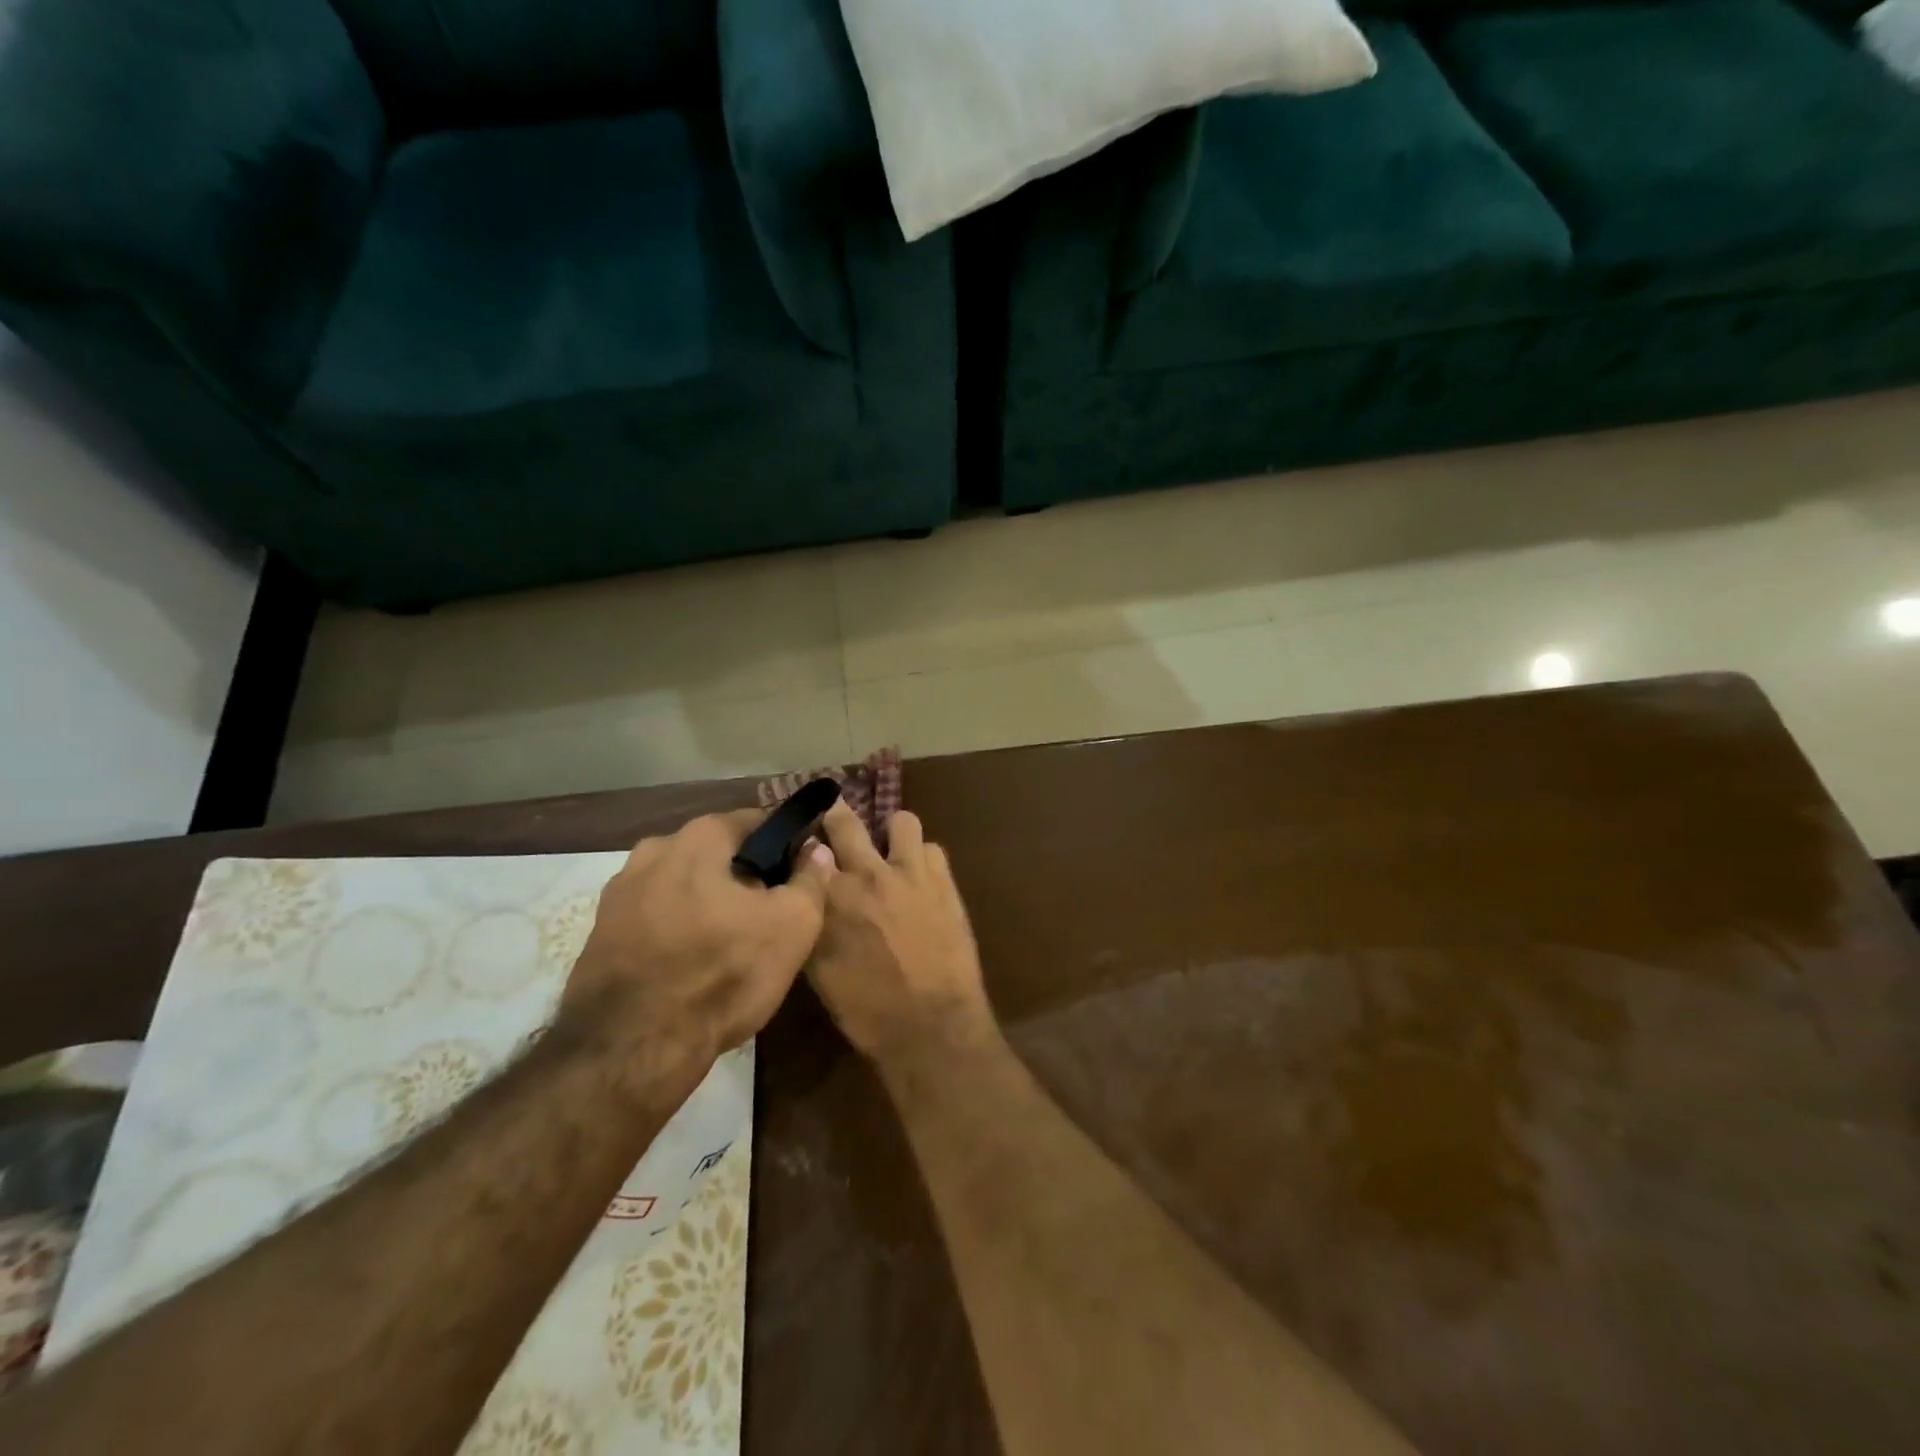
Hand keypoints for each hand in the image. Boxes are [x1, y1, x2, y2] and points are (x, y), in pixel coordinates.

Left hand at [562, 810, 833, 1063]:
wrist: (632, 1048)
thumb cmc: (724, 972)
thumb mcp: (793, 924)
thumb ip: (811, 878)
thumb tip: (815, 851)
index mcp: (699, 837)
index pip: (757, 821)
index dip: (786, 844)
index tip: (802, 872)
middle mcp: (652, 851)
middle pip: (716, 854)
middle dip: (744, 876)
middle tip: (770, 912)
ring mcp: (619, 894)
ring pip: (683, 887)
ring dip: (708, 904)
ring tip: (732, 943)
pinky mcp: (601, 935)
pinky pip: (656, 919)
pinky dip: (677, 931)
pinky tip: (694, 964)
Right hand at [808, 801, 993, 1063]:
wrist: (931, 1025)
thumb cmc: (866, 1008)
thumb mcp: (819, 971)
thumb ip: (812, 922)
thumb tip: (808, 896)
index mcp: (829, 896)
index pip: (806, 846)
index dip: (803, 841)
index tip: (802, 842)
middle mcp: (867, 873)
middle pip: (845, 819)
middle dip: (836, 813)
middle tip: (835, 817)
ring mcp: (910, 872)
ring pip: (901, 820)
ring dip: (892, 834)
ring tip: (891, 852)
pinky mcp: (943, 881)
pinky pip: (933, 848)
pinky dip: (923, 859)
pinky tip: (920, 880)